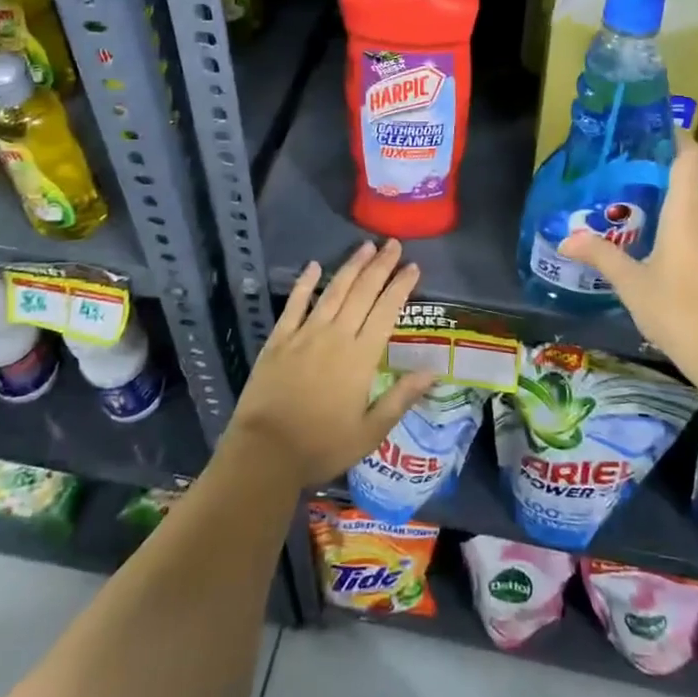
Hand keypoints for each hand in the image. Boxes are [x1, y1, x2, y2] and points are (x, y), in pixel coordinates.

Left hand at [224, 240, 437, 488]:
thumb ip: (400, 398)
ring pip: (333, 291)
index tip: (413, 267)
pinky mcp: (279, 339)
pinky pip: (294, 304)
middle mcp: (336, 336)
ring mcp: (305, 334)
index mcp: (360, 357)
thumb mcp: (370, 432)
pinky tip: (314, 266)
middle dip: (380, 266)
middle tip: (393, 243)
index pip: (386, 311)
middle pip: (362, 292)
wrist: (265, 453)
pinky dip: (305, 283)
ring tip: (365, 247)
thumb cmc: (322, 446)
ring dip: (351, 267)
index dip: (400, 286)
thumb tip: (432, 371)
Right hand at [557, 130, 697, 392]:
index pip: (688, 156)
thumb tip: (566, 238)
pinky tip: (652, 238)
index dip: (674, 136)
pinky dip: (677, 220)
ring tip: (629, 201)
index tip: (648, 130)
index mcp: (687, 211)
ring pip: (693, 203)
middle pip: (687, 178)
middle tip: (620, 170)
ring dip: (666, 198)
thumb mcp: (631, 282)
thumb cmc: (677, 310)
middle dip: (657, 170)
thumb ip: (600, 255)